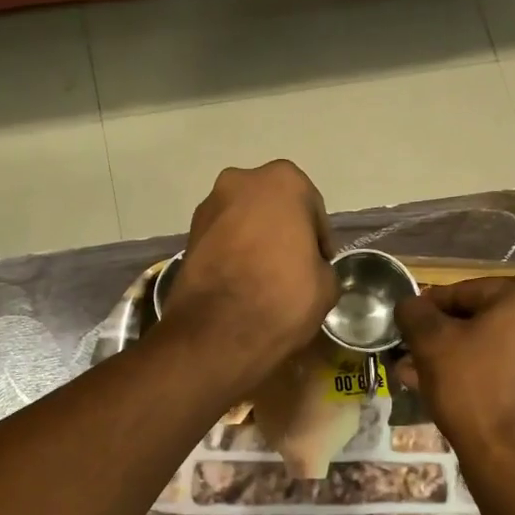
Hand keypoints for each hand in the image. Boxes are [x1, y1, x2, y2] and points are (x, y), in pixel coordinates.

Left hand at [162, 161, 337, 390]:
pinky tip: (241, 282)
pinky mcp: (187, 235)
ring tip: (264, 277)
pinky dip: (233, 253)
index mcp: (283, 181)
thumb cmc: (282, 297)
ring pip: (243, 220)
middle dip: (283, 230)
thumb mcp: (326, 285)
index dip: (319, 238)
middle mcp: (241, 181)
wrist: (217, 333)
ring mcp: (209, 206)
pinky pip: (222, 239)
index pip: (312, 208)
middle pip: (273, 206)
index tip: (320, 263)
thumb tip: (311, 269)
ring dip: (255, 240)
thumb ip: (321, 265)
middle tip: (293, 265)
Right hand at [394, 278, 514, 459]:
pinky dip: (475, 371)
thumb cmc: (472, 386)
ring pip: (488, 344)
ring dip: (451, 356)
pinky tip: (439, 388)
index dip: (426, 309)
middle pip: (478, 318)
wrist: (513, 456)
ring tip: (412, 374)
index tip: (403, 327)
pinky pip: (504, 365)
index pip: (463, 291)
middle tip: (406, 354)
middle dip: (438, 337)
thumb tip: (409, 303)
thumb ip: (415, 313)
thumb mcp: (432, 342)